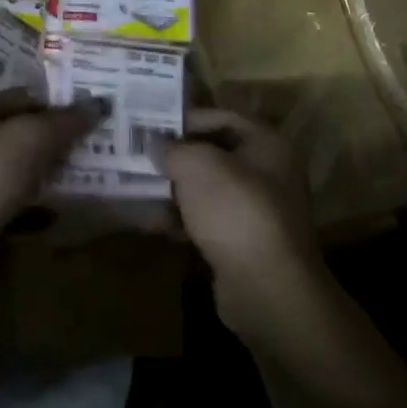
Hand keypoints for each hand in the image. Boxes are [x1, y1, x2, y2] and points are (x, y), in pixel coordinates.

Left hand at [0, 89, 102, 241]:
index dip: (59, 103)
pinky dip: (39, 204)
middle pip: (26, 133)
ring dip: (51, 173)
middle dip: (58, 140)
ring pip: (24, 168)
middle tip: (96, 146)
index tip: (91, 115)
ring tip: (87, 177)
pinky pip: (18, 202)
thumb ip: (65, 121)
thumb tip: (99, 104)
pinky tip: (61, 210)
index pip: (27, 97)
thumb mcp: (30, 138)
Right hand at [156, 110, 324, 329]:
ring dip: (174, 190)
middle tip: (141, 156)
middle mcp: (268, 174)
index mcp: (266, 144)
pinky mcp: (244, 245)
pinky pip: (207, 222)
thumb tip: (156, 145)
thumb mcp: (196, 165)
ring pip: (208, 190)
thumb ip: (173, 149)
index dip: (187, 119)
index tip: (152, 126)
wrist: (267, 290)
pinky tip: (152, 223)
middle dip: (176, 157)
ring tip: (138, 188)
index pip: (223, 118)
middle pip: (214, 155)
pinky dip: (182, 220)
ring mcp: (257, 212)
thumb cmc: (235, 210)